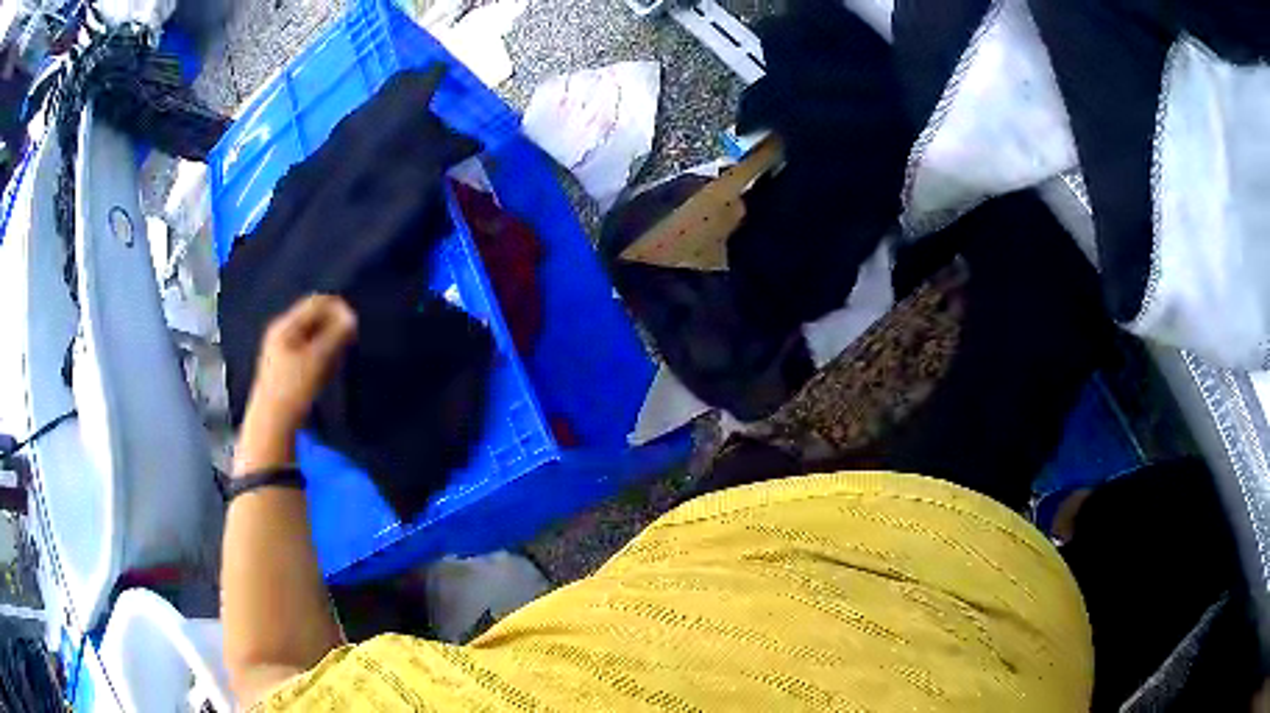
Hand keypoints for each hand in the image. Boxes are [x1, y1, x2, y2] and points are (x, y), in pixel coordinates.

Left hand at [246, 294, 357, 433]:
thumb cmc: (293, 390)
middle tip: (350, 343)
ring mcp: (282, 351)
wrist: (272, 426)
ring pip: (313, 336)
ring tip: (339, 360)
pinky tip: (328, 373)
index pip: (316, 303)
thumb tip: (352, 318)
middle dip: (334, 327)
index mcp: (285, 325)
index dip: (338, 308)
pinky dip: (322, 356)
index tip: (355, 324)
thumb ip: (336, 336)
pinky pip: (309, 352)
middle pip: (314, 318)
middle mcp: (282, 333)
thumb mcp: (317, 360)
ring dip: (329, 343)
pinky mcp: (286, 368)